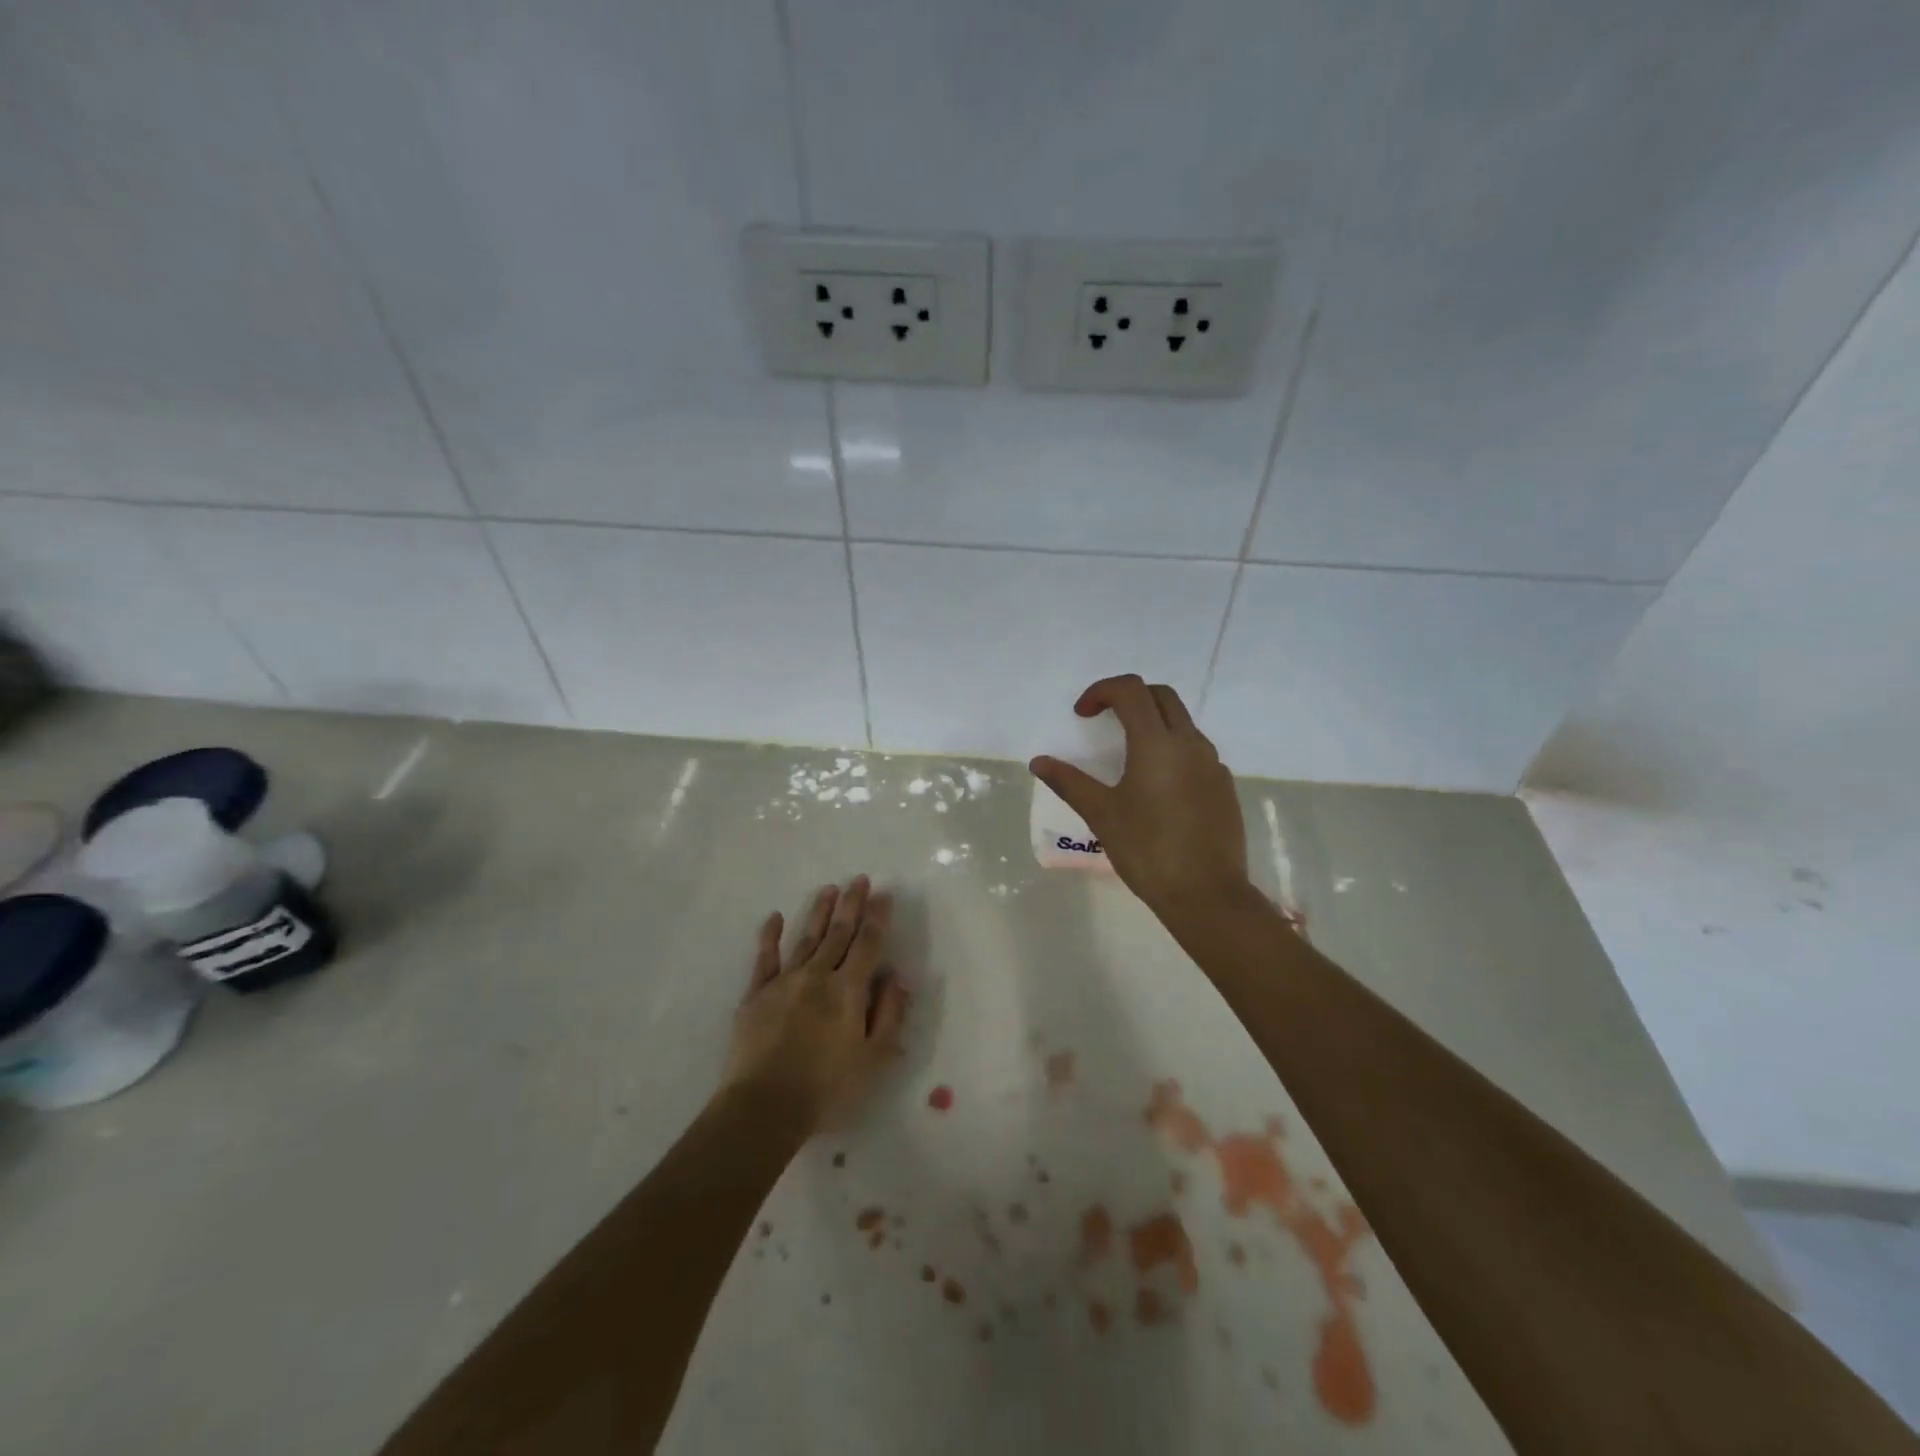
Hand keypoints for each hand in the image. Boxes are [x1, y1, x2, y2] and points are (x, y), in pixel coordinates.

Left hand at [721, 875, 908, 1132]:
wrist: (763, 1107)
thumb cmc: (827, 1089)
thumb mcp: (874, 1059)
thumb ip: (889, 1015)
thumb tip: (897, 978)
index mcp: (848, 991)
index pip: (868, 944)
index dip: (878, 918)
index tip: (884, 894)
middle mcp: (817, 976)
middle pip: (838, 933)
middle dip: (851, 904)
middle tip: (858, 878)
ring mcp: (784, 982)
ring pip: (806, 938)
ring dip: (819, 913)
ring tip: (828, 889)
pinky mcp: (755, 995)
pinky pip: (765, 958)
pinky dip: (770, 936)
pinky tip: (775, 917)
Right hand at [1029, 675, 1248, 917]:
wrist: (1207, 894)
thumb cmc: (1147, 850)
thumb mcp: (1101, 814)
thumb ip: (1069, 782)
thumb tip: (1039, 762)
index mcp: (1156, 743)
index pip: (1130, 690)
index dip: (1101, 690)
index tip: (1082, 714)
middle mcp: (1189, 743)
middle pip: (1161, 696)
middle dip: (1130, 697)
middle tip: (1105, 720)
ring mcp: (1212, 764)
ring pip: (1183, 723)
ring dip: (1154, 722)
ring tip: (1129, 754)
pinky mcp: (1224, 786)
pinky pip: (1196, 751)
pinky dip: (1173, 750)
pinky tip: (1158, 786)